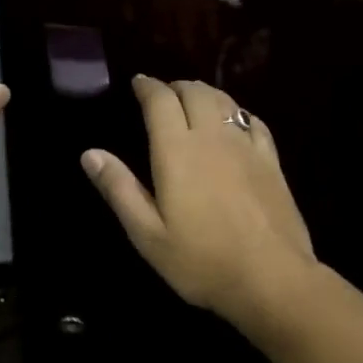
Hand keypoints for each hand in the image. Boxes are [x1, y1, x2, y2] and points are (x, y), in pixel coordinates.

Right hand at [82, 76, 315, 320]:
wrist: (271, 278)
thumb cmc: (201, 260)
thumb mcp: (147, 234)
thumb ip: (119, 189)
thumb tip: (90, 153)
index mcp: (177, 151)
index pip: (161, 100)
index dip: (148, 87)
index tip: (138, 84)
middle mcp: (212, 137)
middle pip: (195, 92)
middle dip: (176, 86)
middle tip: (164, 94)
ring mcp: (247, 147)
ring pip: (225, 102)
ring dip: (205, 94)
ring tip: (193, 101)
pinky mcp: (272, 162)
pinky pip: (253, 122)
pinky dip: (237, 113)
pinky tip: (234, 123)